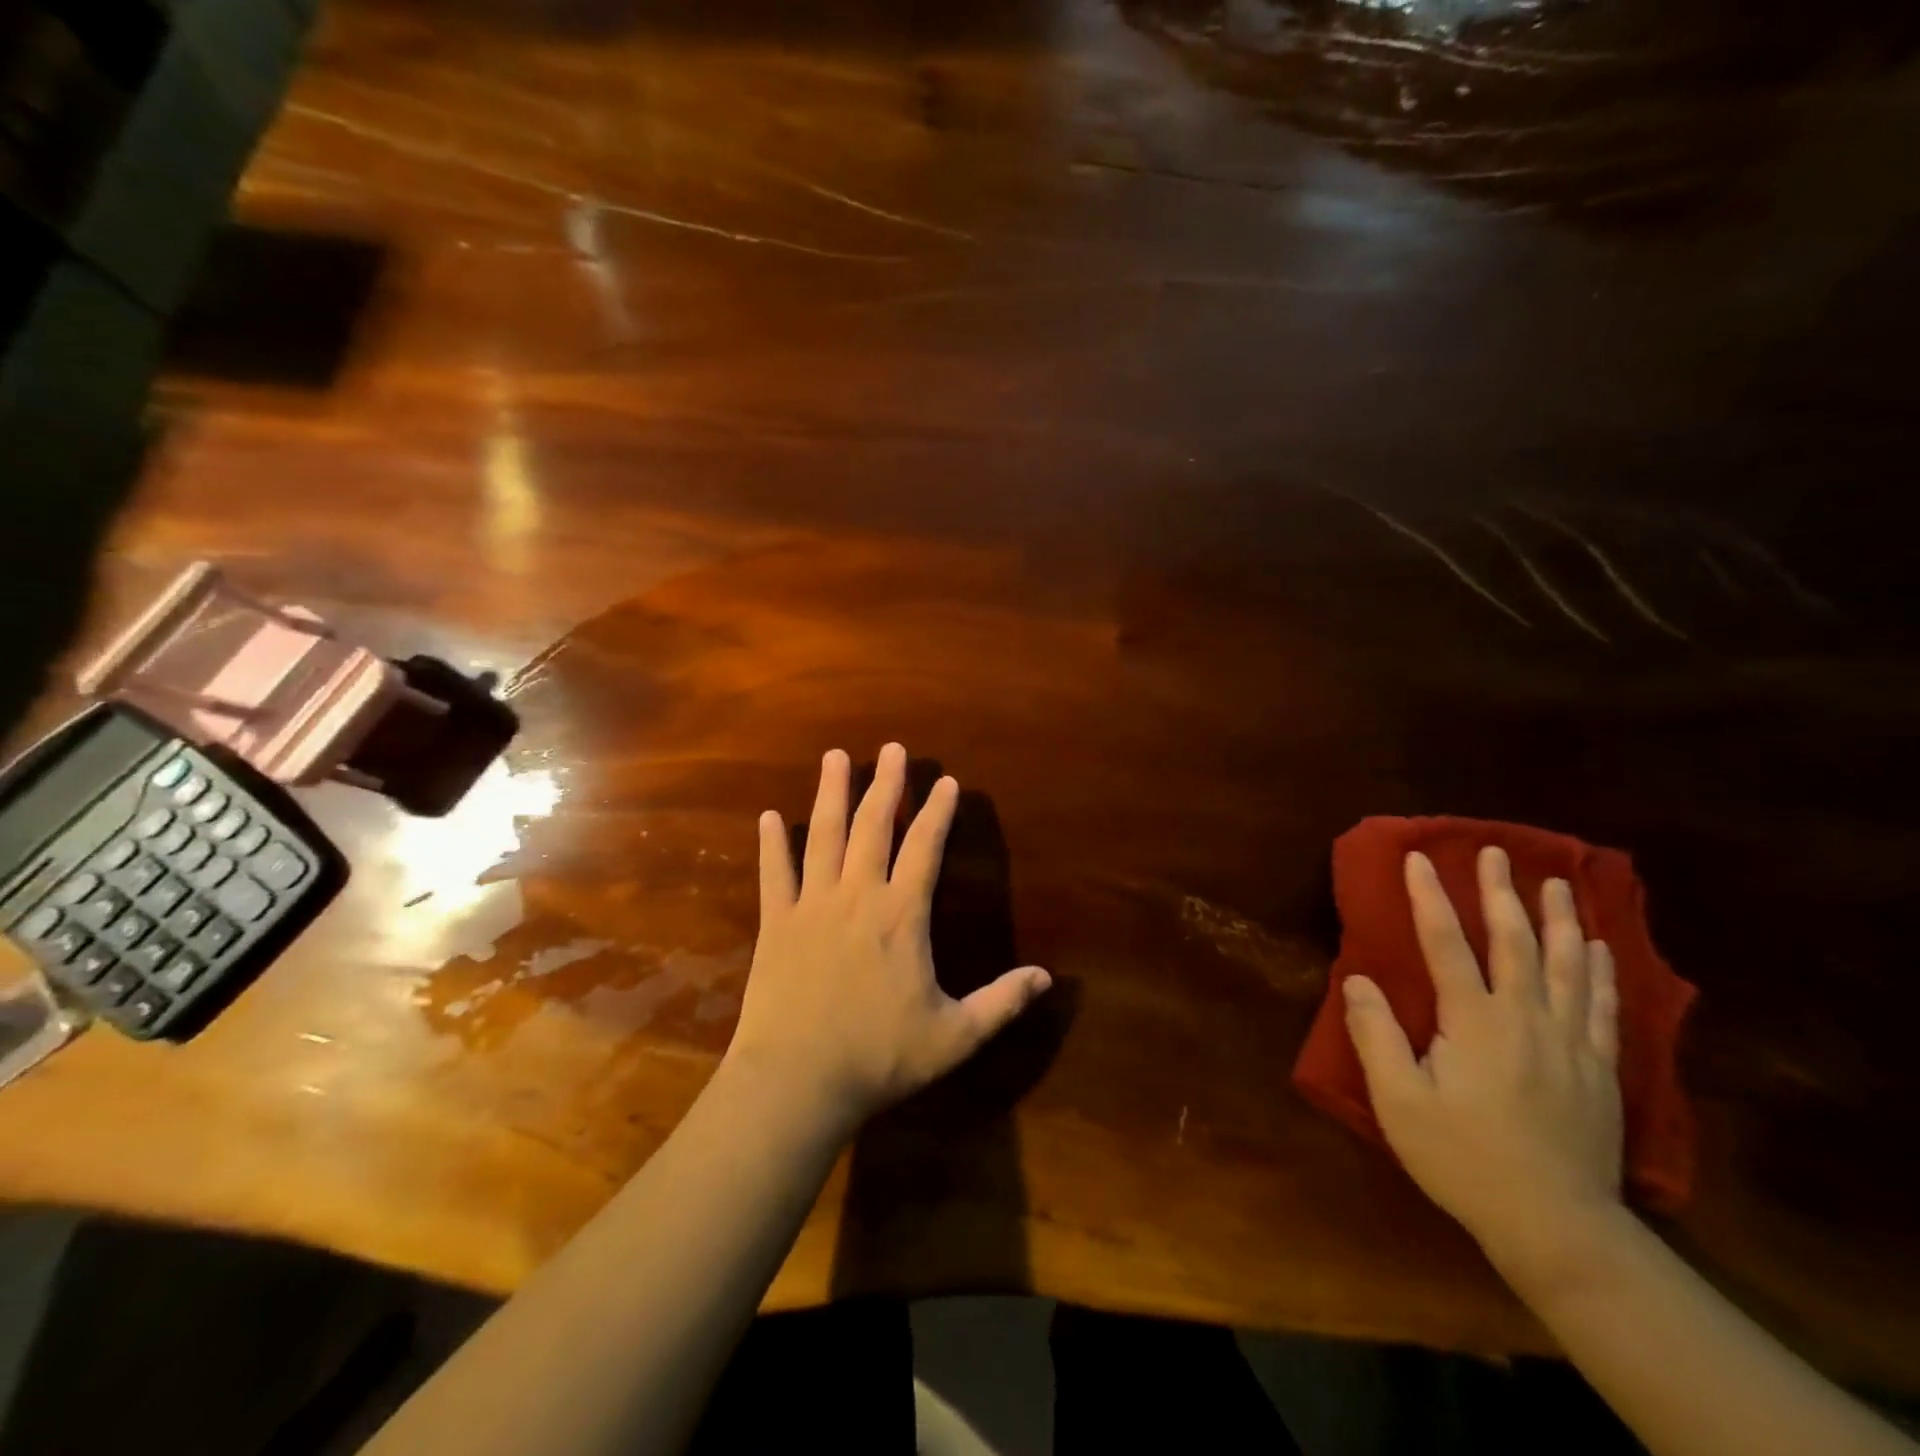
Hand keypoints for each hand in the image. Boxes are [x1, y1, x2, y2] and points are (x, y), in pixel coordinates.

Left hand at [724, 744, 1051, 1135]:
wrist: (797, 1082)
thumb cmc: (879, 1057)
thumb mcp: (954, 1036)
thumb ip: (1001, 1003)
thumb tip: (1047, 977)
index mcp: (901, 916)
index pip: (925, 848)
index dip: (937, 812)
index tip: (946, 782)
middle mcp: (857, 896)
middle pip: (873, 826)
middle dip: (886, 784)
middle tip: (893, 748)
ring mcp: (812, 905)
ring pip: (824, 836)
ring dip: (831, 793)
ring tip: (836, 757)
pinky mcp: (776, 924)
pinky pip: (775, 873)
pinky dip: (772, 843)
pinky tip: (769, 816)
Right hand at [1342, 846, 1624, 1285]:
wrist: (1558, 1228)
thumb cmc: (1463, 1160)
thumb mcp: (1399, 1102)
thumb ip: (1375, 1035)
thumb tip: (1357, 979)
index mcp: (1475, 1022)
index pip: (1447, 944)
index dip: (1430, 898)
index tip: (1418, 858)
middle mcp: (1527, 1019)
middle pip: (1515, 942)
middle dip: (1501, 893)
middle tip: (1495, 852)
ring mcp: (1570, 1044)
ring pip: (1569, 966)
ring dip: (1561, 919)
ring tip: (1558, 882)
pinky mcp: (1601, 1071)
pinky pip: (1603, 1006)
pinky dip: (1601, 970)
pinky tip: (1600, 947)